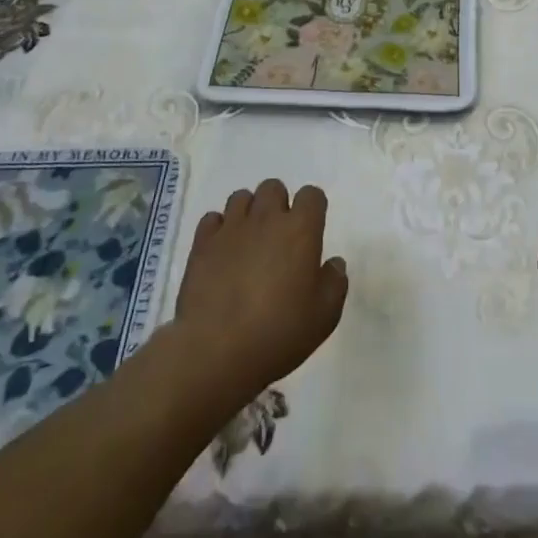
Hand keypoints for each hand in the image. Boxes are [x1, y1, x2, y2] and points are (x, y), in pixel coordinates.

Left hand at [174, 179, 346, 403]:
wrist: (216, 350)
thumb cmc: (279, 332)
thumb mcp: (324, 316)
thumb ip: (335, 282)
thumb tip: (333, 263)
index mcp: (300, 229)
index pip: (311, 195)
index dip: (313, 209)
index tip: (311, 231)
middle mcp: (266, 218)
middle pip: (273, 187)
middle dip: (278, 204)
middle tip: (278, 237)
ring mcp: (231, 228)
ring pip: (241, 197)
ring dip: (249, 212)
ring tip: (249, 242)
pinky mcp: (202, 243)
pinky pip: (212, 219)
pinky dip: (219, 229)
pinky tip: (222, 252)